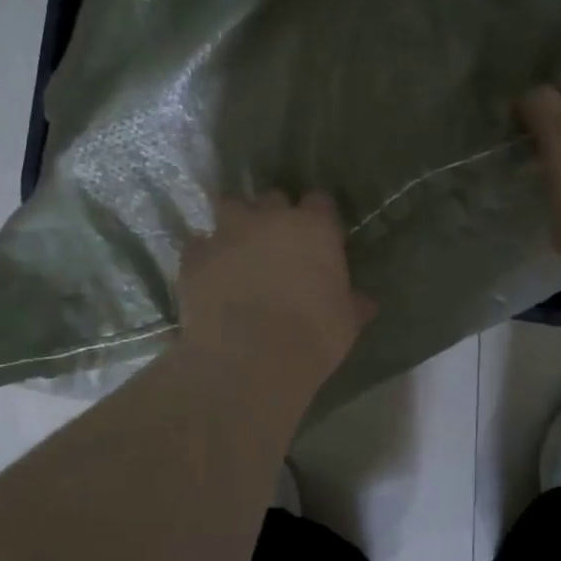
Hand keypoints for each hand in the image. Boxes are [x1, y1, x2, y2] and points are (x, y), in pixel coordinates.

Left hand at [178, 193, 374, 388]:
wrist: (249, 361)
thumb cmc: (312, 339)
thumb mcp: (346, 323)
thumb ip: (354, 303)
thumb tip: (366, 301)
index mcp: (314, 228)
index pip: (320, 202)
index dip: (319, 219)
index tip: (320, 240)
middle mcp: (270, 219)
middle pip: (273, 199)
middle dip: (274, 216)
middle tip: (277, 245)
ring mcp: (228, 233)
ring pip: (231, 208)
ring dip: (236, 224)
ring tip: (238, 251)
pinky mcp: (194, 255)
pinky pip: (199, 245)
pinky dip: (205, 256)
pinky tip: (210, 277)